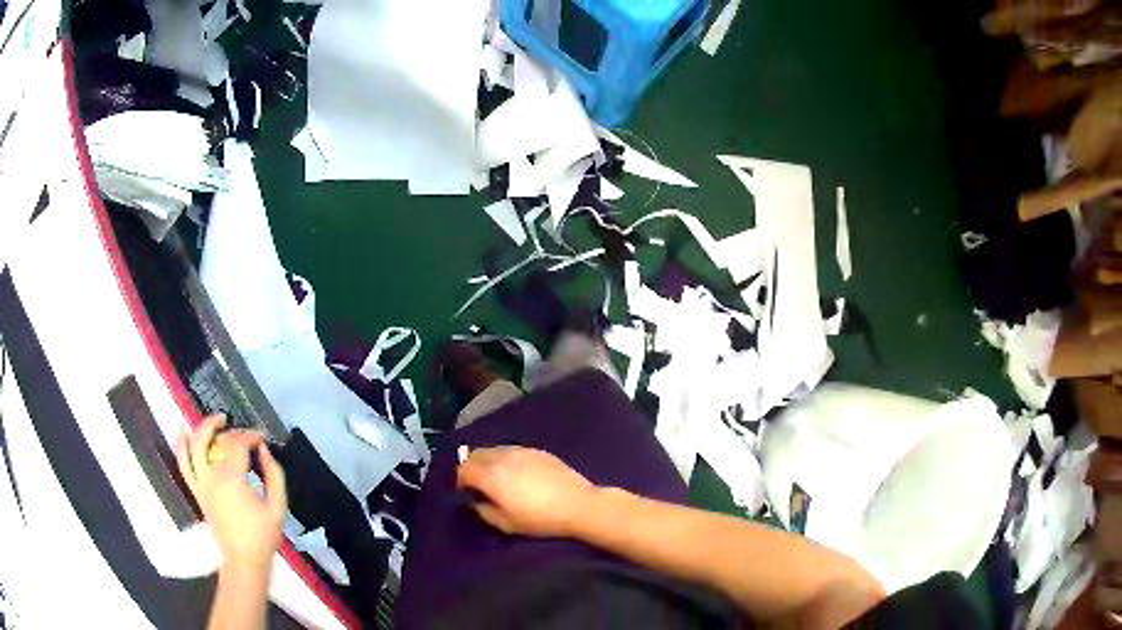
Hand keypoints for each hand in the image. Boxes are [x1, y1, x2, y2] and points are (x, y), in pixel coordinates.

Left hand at [176, 415, 287, 570]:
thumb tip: (264, 450)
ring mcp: (201, 483)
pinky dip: (180, 445)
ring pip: (195, 445)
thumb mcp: (278, 507)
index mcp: (233, 480)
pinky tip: (181, 430)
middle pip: (217, 441)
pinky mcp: (196, 490)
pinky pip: (182, 463)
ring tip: (217, 420)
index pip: (238, 444)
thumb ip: (274, 475)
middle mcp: (212, 476)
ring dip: (204, 428)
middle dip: (233, 432)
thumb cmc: (263, 536)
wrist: (244, 560)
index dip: (251, 435)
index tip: (262, 437)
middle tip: (245, 433)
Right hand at [457, 446, 595, 537]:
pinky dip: (507, 459)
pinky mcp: (538, 451)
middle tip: (479, 484)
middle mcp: (502, 457)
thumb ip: (484, 511)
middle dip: (472, 467)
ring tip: (498, 478)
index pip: (464, 469)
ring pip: (494, 449)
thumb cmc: (540, 519)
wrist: (578, 505)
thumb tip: (476, 502)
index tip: (467, 493)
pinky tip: (518, 474)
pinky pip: (513, 450)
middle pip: (476, 454)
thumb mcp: (506, 524)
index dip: (460, 481)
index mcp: (491, 475)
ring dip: (489, 461)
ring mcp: (521, 451)